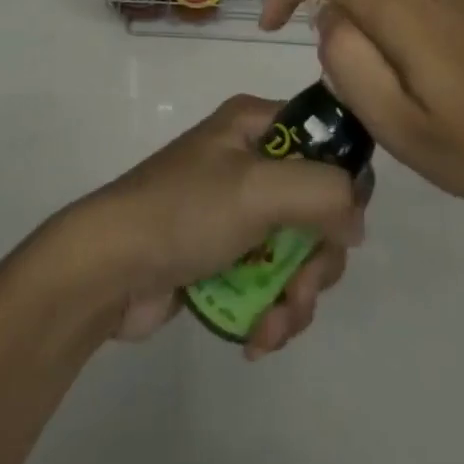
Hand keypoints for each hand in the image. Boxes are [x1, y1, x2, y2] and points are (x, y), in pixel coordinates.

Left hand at [60, 95, 365, 359]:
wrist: (107, 269)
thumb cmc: (184, 211)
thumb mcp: (258, 188)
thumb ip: (323, 192)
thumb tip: (356, 219)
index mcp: (257, 124)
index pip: (326, 141)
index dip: (343, 187)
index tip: (341, 229)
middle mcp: (251, 159)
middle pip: (319, 207)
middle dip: (317, 261)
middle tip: (300, 290)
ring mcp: (237, 210)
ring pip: (298, 252)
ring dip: (294, 298)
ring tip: (269, 328)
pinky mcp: (223, 255)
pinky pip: (270, 281)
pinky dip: (271, 312)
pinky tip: (254, 338)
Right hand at [260, 0, 463, 214]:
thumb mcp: (400, 127)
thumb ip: (348, 65)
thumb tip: (329, 21)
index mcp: (397, 3)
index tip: (273, 27)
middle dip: (352, 36)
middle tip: (384, 99)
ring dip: (389, 33)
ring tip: (426, 91)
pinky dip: (419, 24)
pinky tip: (456, 71)